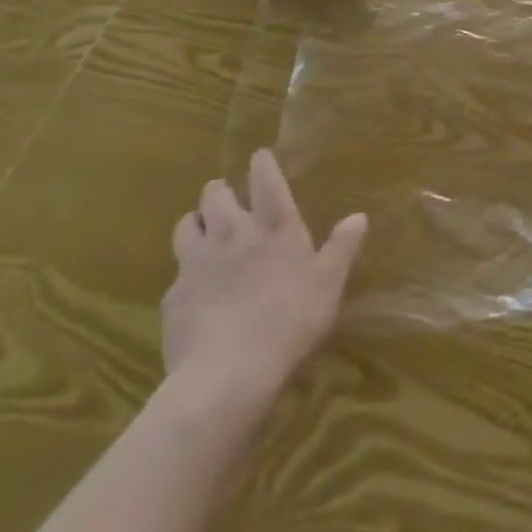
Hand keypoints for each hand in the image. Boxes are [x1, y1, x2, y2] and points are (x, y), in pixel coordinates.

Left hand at [162, 149, 366, 421]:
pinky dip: (185, 271)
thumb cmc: (288, 321)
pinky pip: (176, 272)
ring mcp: (198, 263)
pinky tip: (193, 288)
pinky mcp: (173, 296)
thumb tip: (358, 216)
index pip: (266, 180)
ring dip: (196, 221)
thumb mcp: (328, 285)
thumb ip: (342, 247)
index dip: (262, 164)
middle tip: (228, 198)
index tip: (259, 156)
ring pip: (187, 224)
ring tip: (203, 230)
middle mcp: (233, 233)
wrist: (225, 375)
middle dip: (220, 190)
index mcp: (274, 226)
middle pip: (216, 194)